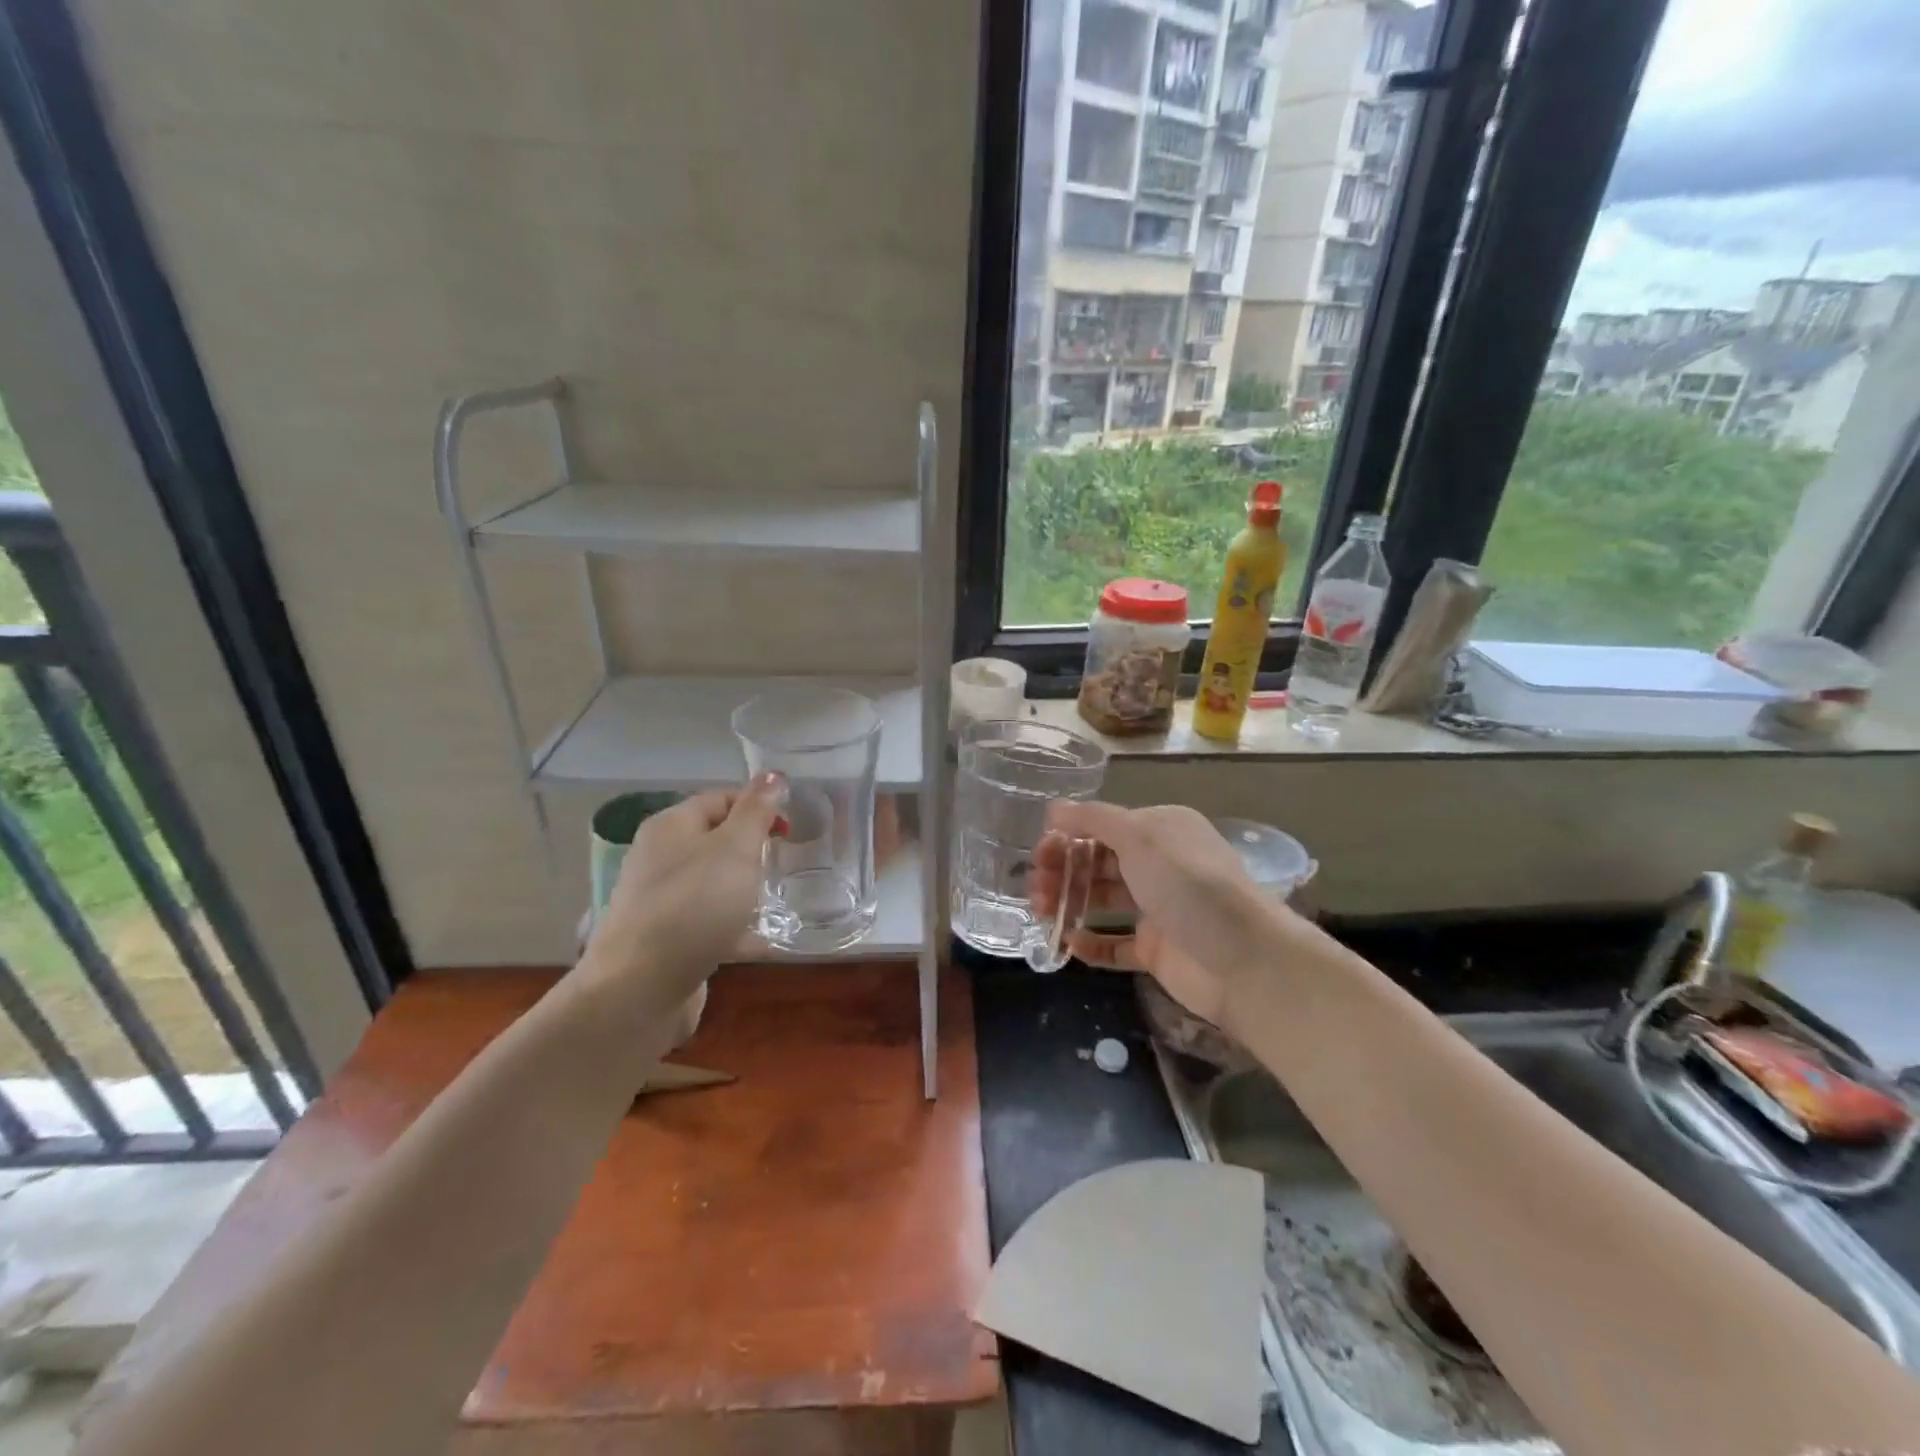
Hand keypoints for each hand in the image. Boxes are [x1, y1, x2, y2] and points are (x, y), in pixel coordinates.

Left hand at [584, 775, 784, 1002]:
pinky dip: (735, 927)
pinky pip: (708, 922)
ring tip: (777, 902)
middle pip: (716, 840)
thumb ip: (757, 811)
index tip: (790, 832)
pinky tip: (762, 942)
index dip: (759, 807)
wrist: (640, 989)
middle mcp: (660, 857)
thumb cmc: (694, 906)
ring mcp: (659, 900)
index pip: (722, 798)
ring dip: (745, 889)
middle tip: (785, 864)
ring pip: (713, 882)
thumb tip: (773, 775)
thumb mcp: (736, 848)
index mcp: (672, 825)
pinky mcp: (665, 939)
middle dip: (753, 850)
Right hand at [1030, 802, 1279, 1024]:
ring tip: (1041, 912)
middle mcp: (1159, 865)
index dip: (1068, 836)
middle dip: (1064, 870)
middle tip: (1034, 888)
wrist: (1244, 960)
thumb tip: (1054, 808)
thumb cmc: (1189, 885)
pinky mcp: (1157, 950)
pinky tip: (1069, 943)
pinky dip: (1091, 944)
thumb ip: (1093, 819)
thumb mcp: (1140, 837)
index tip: (1039, 853)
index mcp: (1161, 830)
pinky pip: (1116, 945)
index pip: (1104, 826)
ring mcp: (1158, 909)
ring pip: (1102, 901)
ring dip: (1070, 902)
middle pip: (1099, 862)